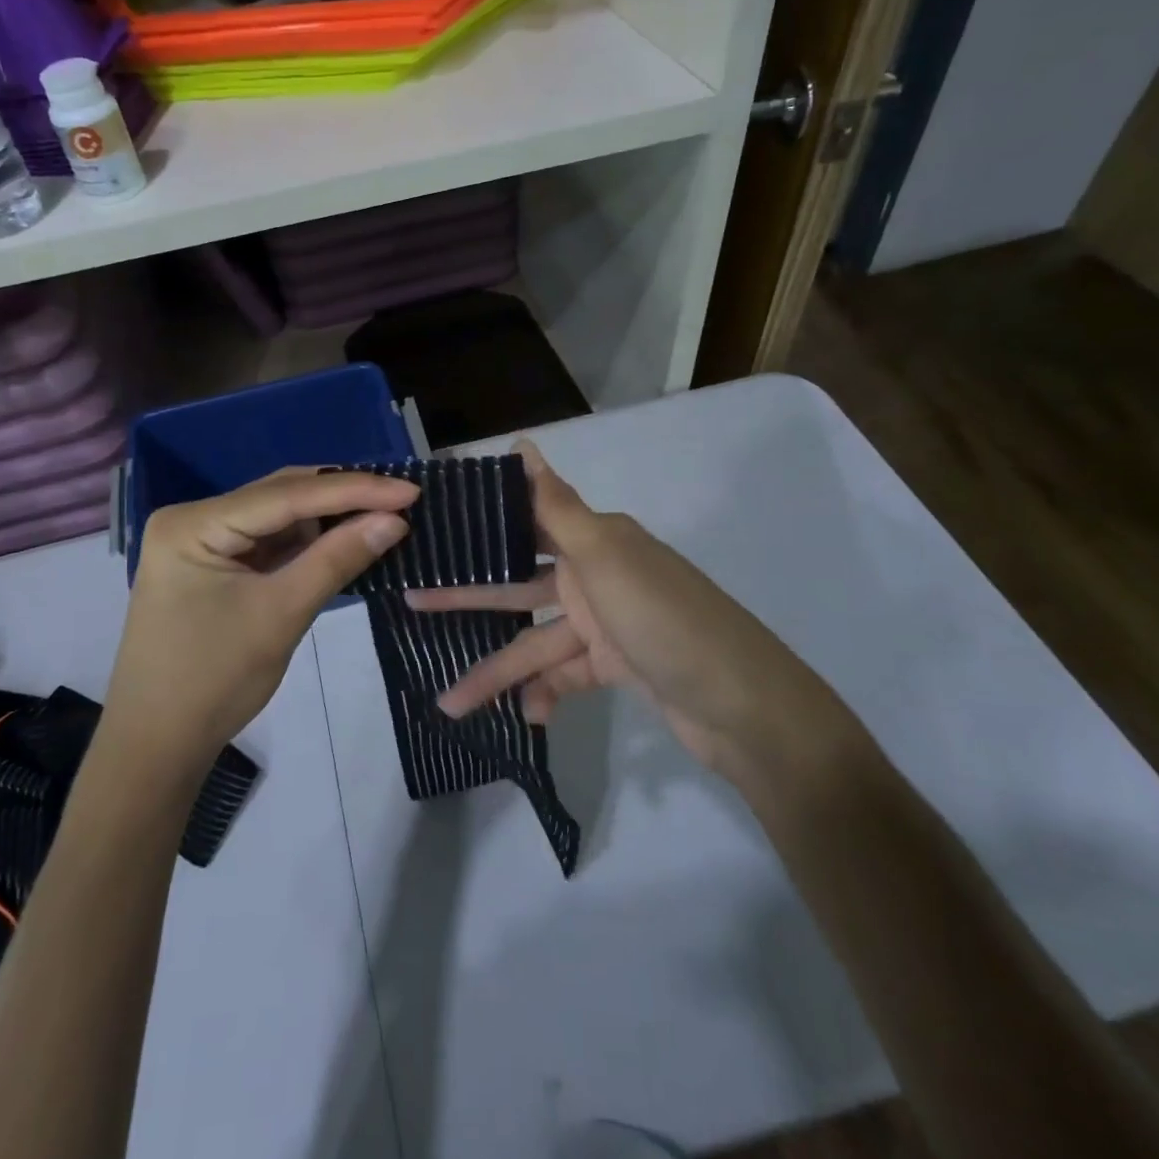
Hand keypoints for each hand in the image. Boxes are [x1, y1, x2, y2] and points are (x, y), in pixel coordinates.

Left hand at [104, 468, 416, 777]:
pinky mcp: (216, 564)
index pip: (285, 495)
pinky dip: (310, 541)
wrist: (160, 745)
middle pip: (280, 496)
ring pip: (279, 516)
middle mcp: (194, 519)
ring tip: (386, 512)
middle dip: (342, 497)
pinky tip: (348, 536)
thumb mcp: (281, 614)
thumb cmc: (214, 681)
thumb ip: (337, 560)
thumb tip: (395, 521)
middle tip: (403, 497)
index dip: (352, 490)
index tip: (409, 490)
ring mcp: (203, 541)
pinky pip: (271, 541)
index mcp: (193, 524)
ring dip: (329, 517)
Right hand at [407, 440, 822, 779]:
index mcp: (596, 541)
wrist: (744, 706)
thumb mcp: (605, 557)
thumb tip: (523, 443)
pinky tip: (524, 714)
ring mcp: (608, 624)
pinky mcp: (617, 667)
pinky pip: (566, 676)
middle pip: (520, 586)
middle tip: (413, 604)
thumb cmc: (664, 619)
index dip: (483, 525)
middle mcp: (599, 575)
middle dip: (470, 600)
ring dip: (498, 672)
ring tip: (449, 702)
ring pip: (537, 642)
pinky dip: (544, 694)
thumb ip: (557, 505)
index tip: (436, 528)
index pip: (526, 523)